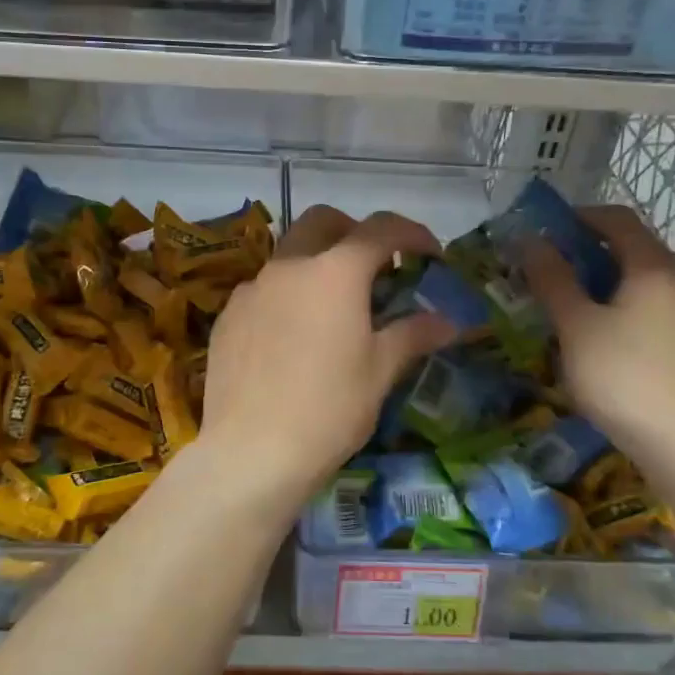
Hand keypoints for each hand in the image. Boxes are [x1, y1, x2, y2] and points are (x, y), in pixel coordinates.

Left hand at [201, 206, 455, 500]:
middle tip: (377, 267)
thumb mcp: (380, 372)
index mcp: (334, 273)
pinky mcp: (227, 316)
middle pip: (323, 222)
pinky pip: (263, 289)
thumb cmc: (329, 410)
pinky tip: (293, 336)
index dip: (412, 233)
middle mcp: (289, 267)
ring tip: (334, 307)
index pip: (380, 229)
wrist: (251, 452)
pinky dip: (287, 295)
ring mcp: (251, 289)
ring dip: (317, 263)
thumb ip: (412, 335)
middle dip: (355, 232)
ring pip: (288, 254)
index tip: (431, 254)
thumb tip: (446, 322)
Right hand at [524, 205, 674, 467]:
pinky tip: (594, 340)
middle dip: (585, 252)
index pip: (618, 219)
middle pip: (631, 250)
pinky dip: (617, 310)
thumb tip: (531, 240)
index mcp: (653, 268)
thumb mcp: (577, 325)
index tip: (543, 230)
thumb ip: (553, 280)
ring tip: (563, 306)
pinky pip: (648, 313)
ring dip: (600, 284)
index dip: (579, 216)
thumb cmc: (624, 375)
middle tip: (545, 270)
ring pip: (639, 285)